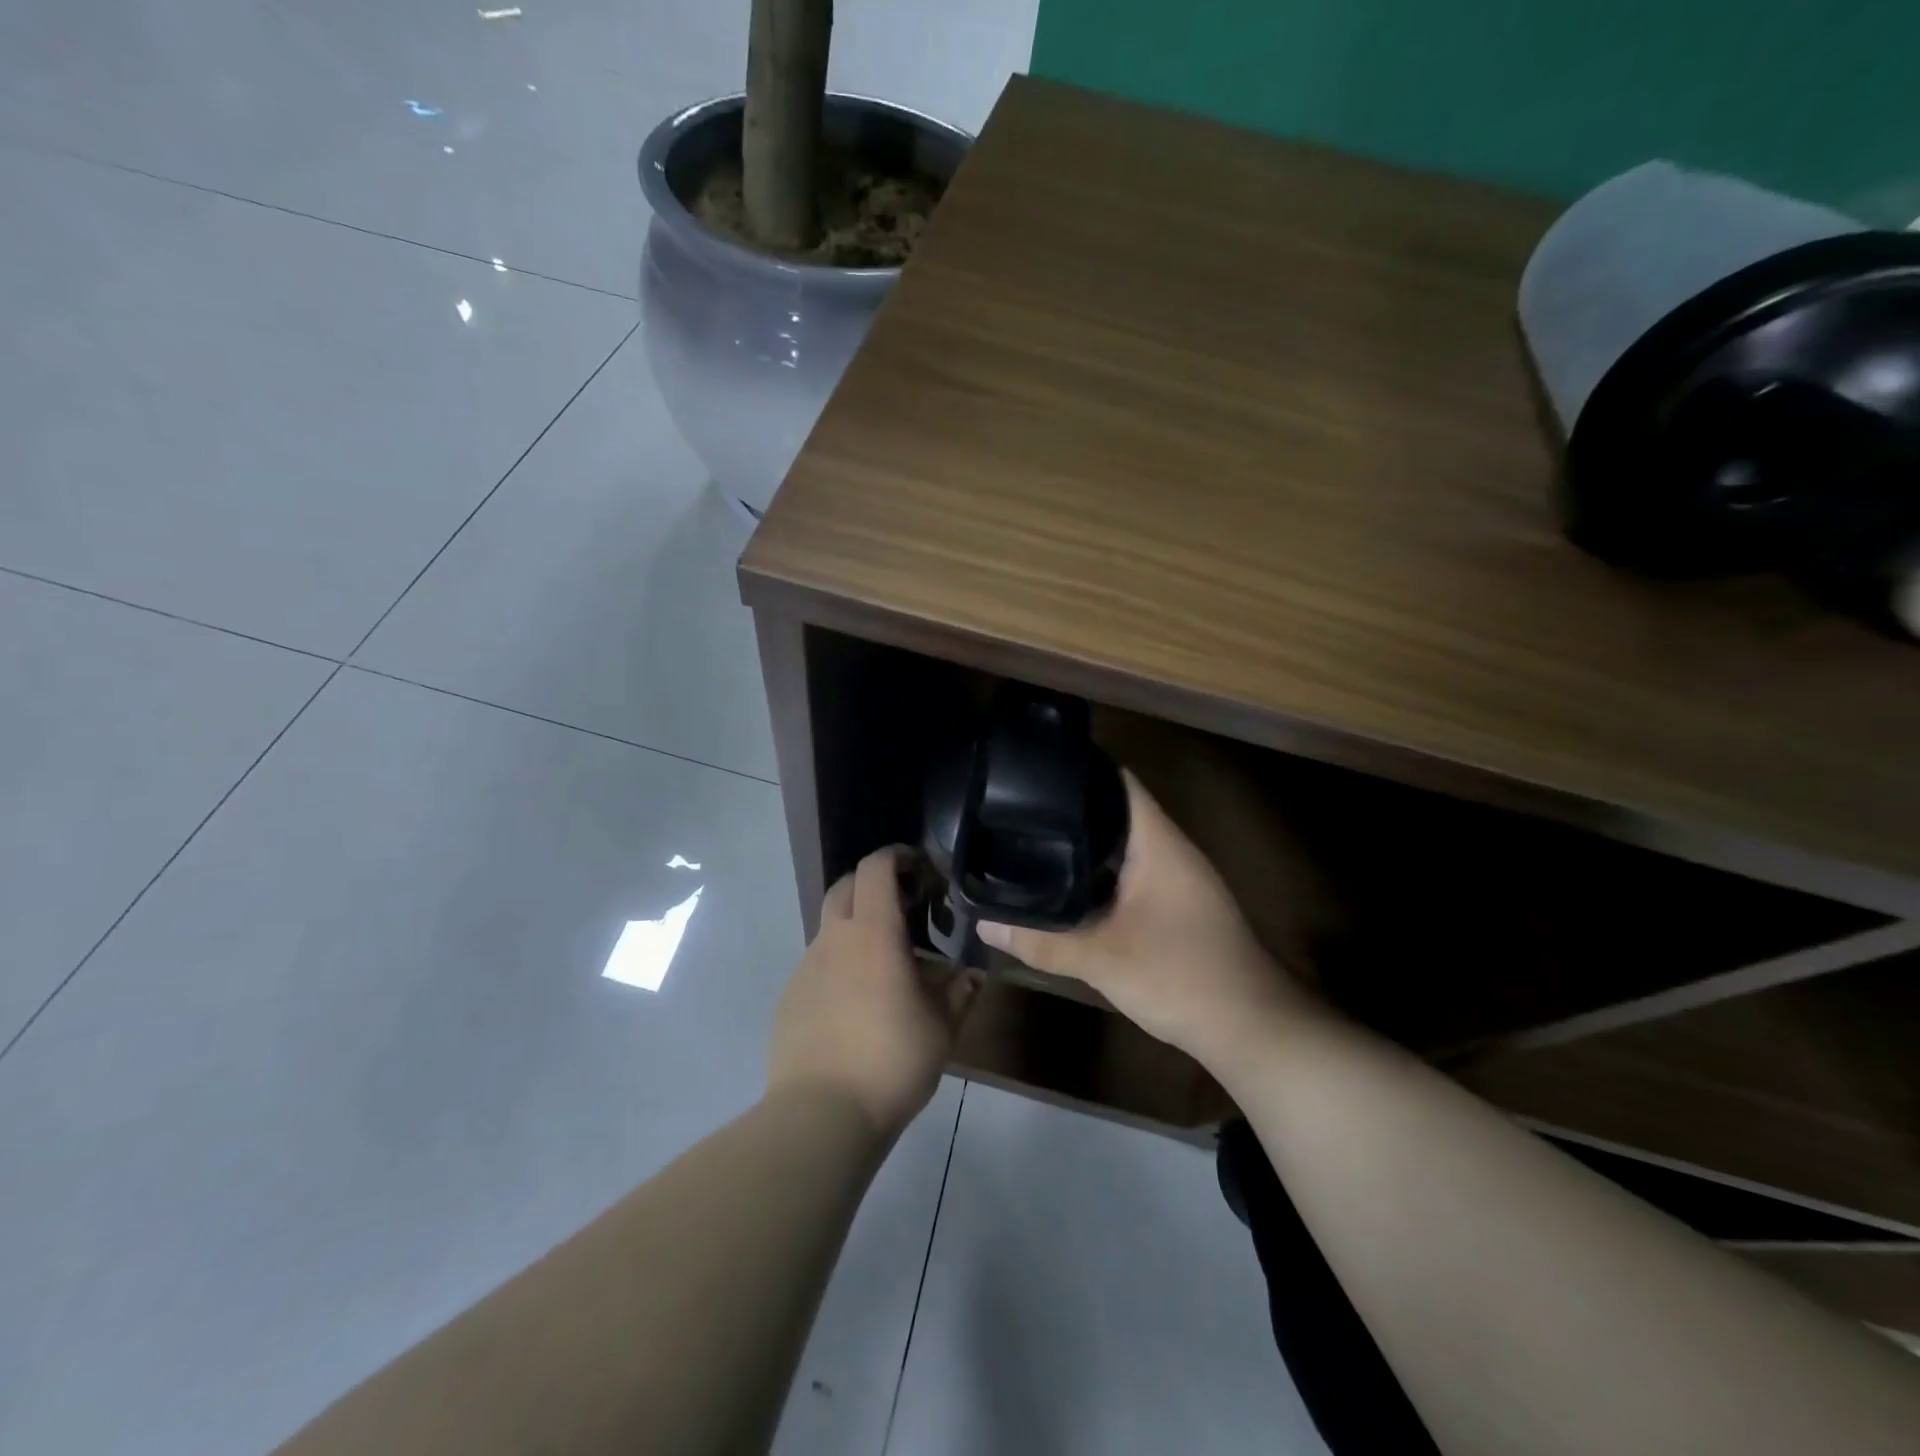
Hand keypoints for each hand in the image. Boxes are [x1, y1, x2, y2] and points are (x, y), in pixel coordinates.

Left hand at [768, 846, 979, 1137]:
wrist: (820, 1115)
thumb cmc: (891, 1061)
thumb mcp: (941, 1028)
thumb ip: (959, 992)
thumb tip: (970, 974)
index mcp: (872, 933)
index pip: (875, 867)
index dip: (896, 855)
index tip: (918, 865)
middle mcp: (833, 939)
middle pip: (846, 886)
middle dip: (873, 884)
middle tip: (904, 906)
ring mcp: (806, 967)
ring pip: (831, 926)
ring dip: (857, 927)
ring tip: (886, 963)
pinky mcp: (790, 996)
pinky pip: (819, 963)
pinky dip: (840, 963)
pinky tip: (858, 1001)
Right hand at [978, 771, 1310, 1069]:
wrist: (1250, 1029)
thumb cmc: (1182, 977)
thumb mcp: (1103, 960)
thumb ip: (1042, 941)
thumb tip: (983, 925)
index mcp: (1158, 843)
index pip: (1118, 782)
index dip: (1078, 770)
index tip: (1030, 774)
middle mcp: (1168, 850)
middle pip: (1115, 812)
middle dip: (1068, 812)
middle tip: (1014, 813)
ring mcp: (1175, 879)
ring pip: (1121, 847)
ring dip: (1082, 846)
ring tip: (1028, 842)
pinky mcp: (1174, 906)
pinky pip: (1128, 875)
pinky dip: (1097, 875)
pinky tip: (1063, 888)